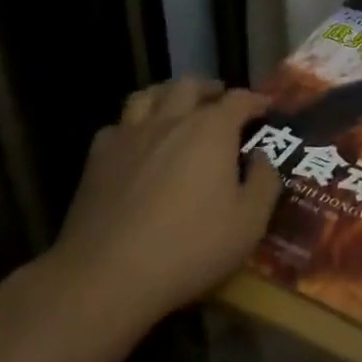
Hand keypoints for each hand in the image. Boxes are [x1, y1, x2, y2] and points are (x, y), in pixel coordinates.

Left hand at [46, 78, 277, 322]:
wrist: (107, 275)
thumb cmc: (189, 248)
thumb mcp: (248, 224)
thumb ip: (263, 183)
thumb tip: (261, 157)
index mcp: (211, 131)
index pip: (239, 100)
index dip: (255, 100)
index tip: (265, 107)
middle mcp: (170, 121)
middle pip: (190, 86)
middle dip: (210, 89)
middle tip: (220, 102)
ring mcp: (129, 136)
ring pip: (148, 95)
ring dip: (168, 94)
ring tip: (177, 107)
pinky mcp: (97, 159)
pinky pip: (118, 126)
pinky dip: (132, 126)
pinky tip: (136, 142)